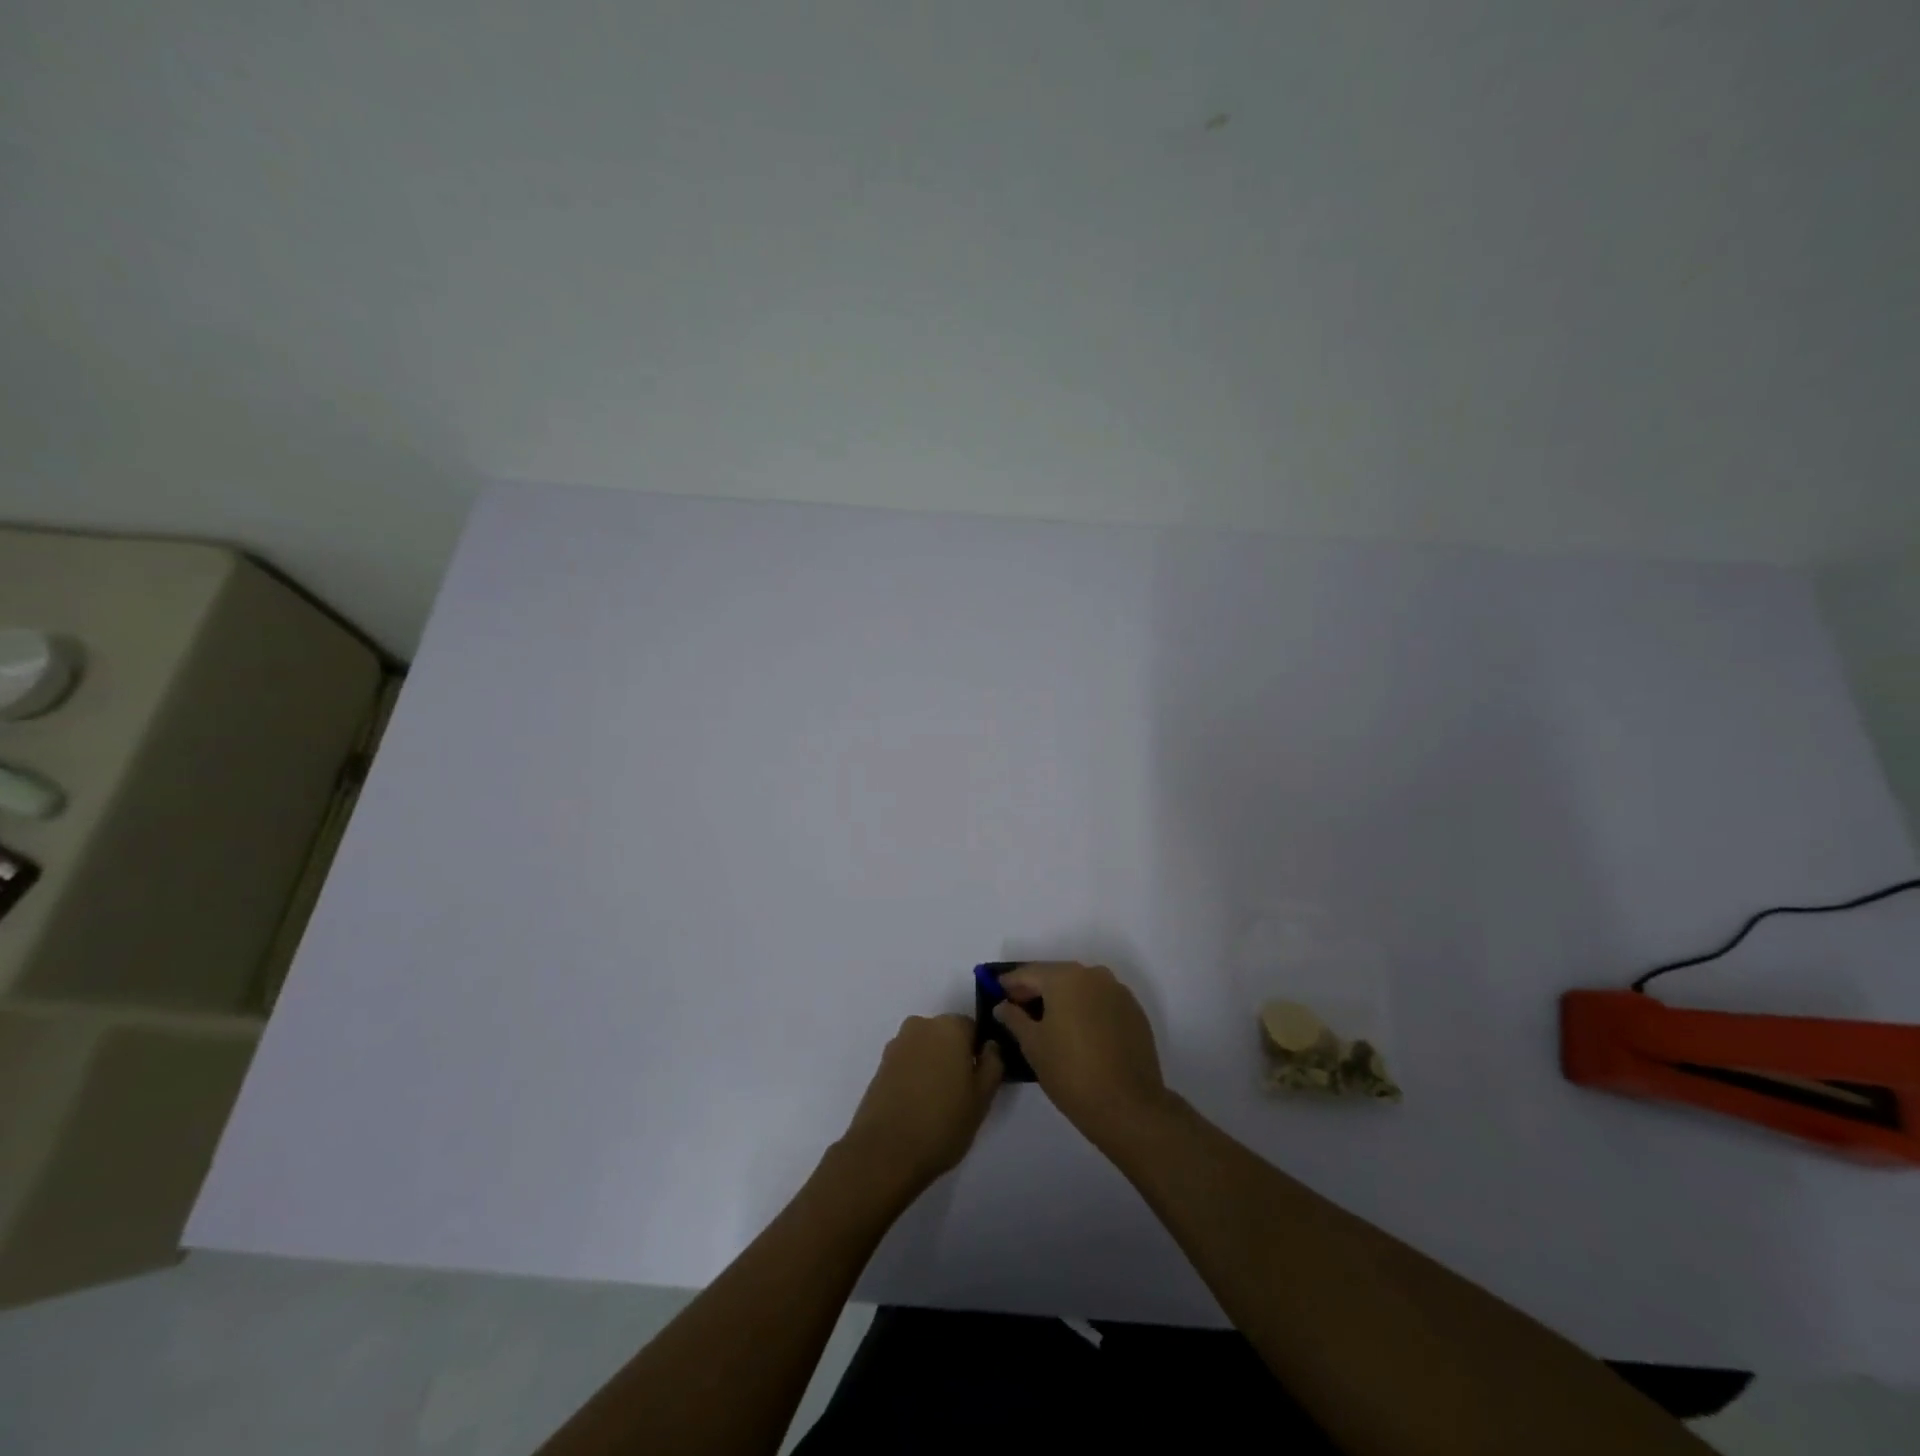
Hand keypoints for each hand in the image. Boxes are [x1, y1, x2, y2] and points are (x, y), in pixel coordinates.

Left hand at [838, 1014, 1003, 1195]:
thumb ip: (993, 1064)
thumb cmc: (943, 1123)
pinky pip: (907, 1063)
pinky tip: (916, 1106)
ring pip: (925, 1049)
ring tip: (936, 1104)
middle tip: (960, 1093)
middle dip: (954, 1057)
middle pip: (946, 1036)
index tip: (979, 1080)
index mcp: (950, 1027)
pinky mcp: (880, 1066)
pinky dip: (914, 1077)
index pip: (973, 1029)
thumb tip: (990, 1046)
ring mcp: (896, 1045)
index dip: (979, 1053)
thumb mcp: (983, 1097)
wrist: (884, 1152)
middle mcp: (921, 1026)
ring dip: (933, 1066)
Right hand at [994, 962, 1169, 1145]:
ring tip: (1046, 1021)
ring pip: (1081, 987)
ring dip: (1062, 998)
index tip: (996, 994)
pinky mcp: (1134, 1012)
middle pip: (1056, 975)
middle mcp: (1094, 975)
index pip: (1029, 972)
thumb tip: (1003, 1005)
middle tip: (1018, 1008)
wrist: (1128, 1107)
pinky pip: (1101, 1001)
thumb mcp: (1033, 1045)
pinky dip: (1085, 1008)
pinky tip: (1077, 1031)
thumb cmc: (1071, 1072)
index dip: (1010, 983)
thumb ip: (1014, 1018)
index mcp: (1066, 977)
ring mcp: (1118, 992)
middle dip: (1036, 989)